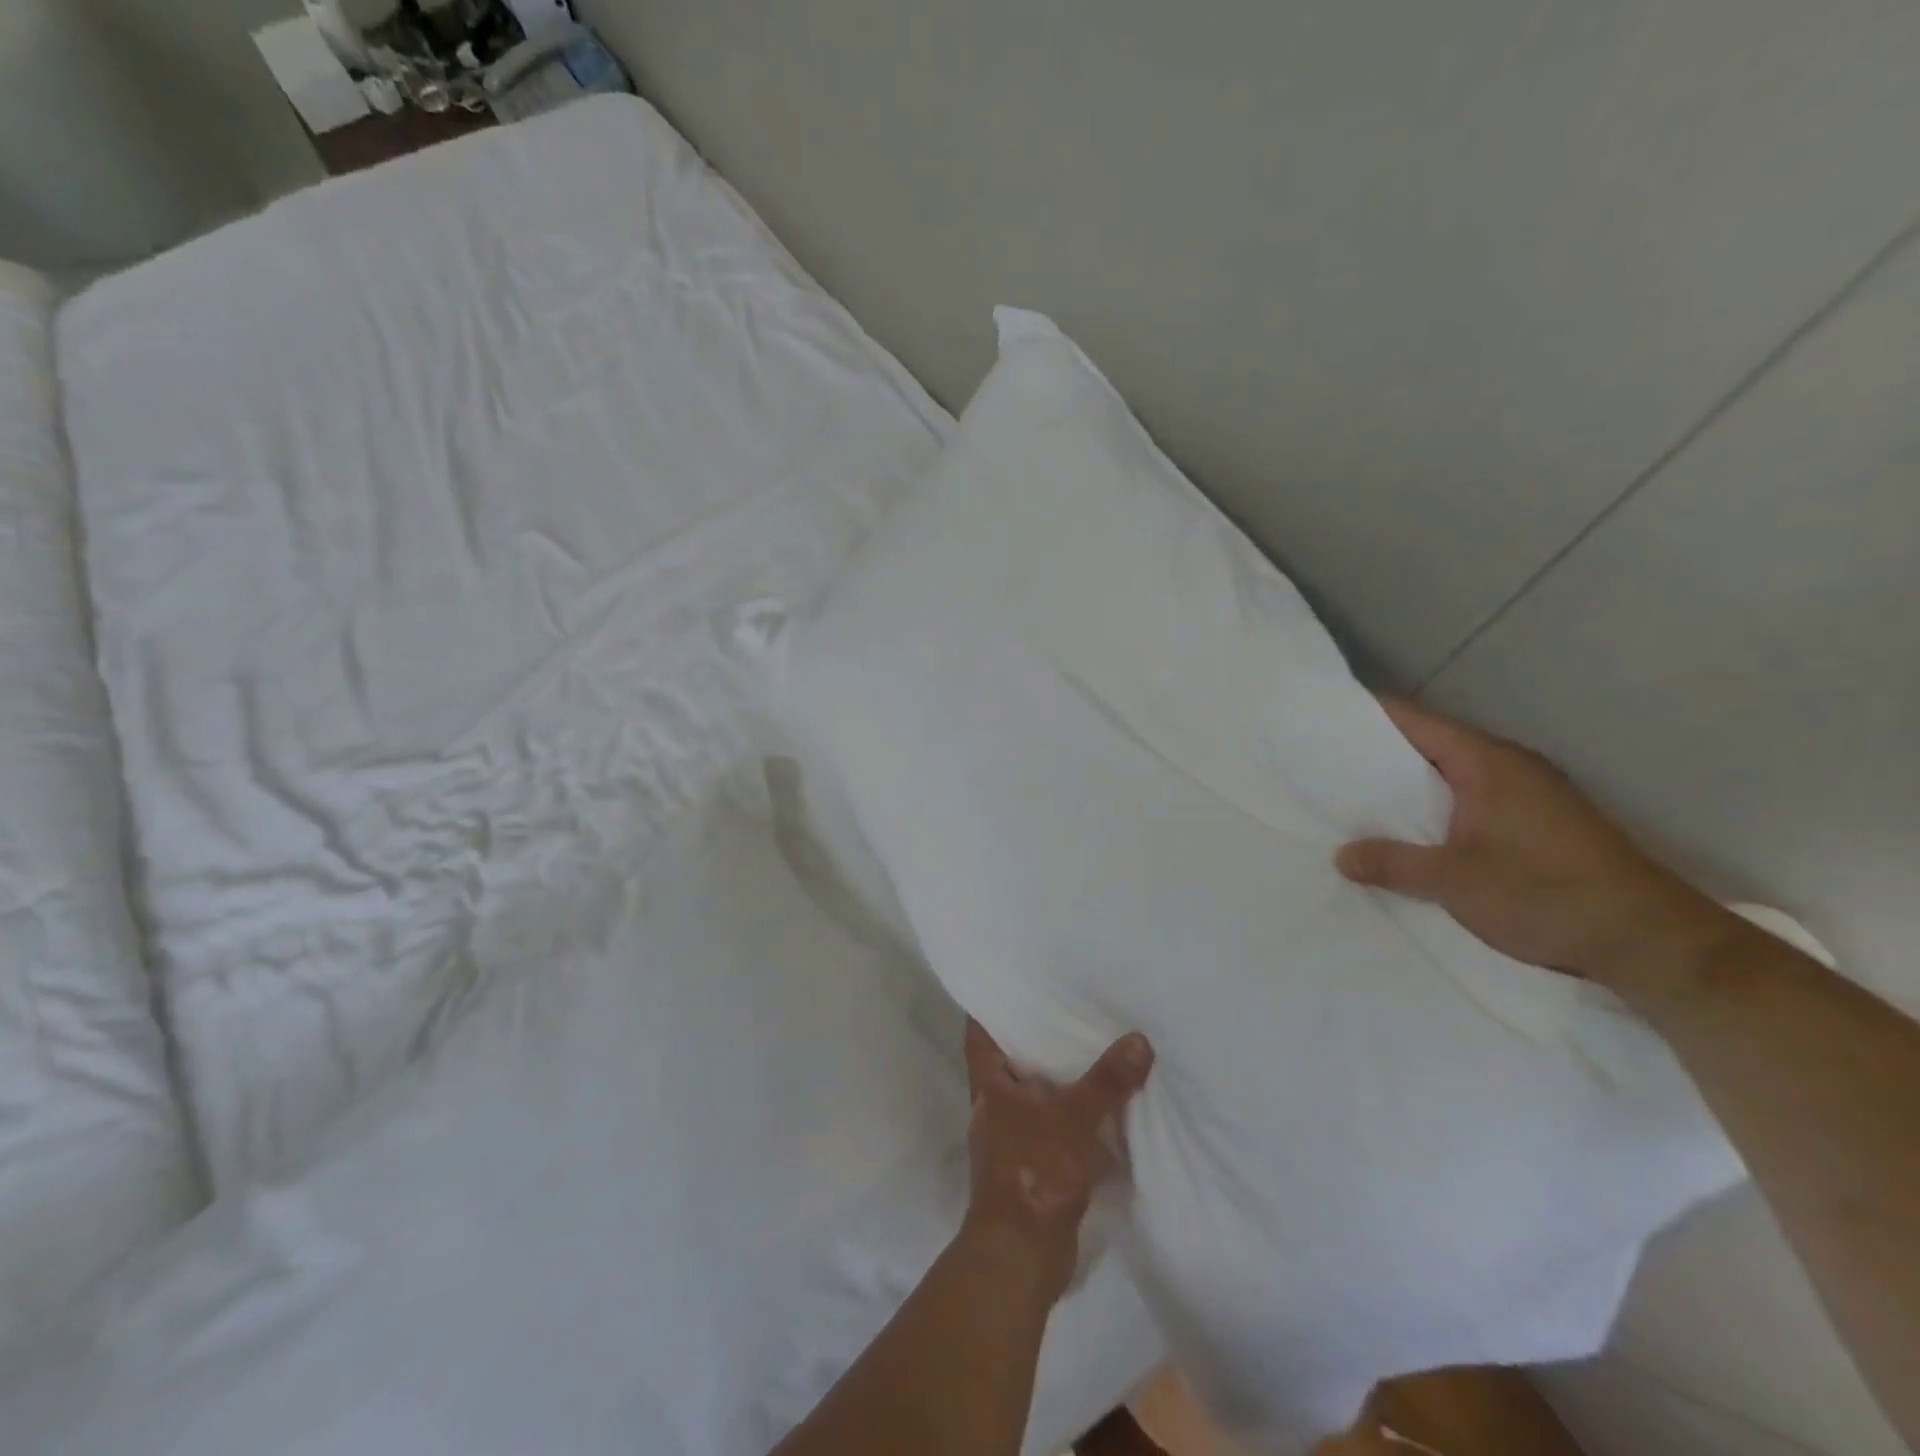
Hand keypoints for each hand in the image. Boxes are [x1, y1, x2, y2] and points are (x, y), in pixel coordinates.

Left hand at [961, 1019, 1153, 1301]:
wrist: (1022, 1255)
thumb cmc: (1034, 1170)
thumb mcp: (1075, 1118)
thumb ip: (1107, 1081)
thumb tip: (1138, 1039)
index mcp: (989, 1087)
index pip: (978, 1035)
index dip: (987, 1008)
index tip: (1006, 984)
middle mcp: (995, 1109)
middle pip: (1009, 1063)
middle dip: (1033, 1040)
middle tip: (1064, 1008)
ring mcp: (1012, 1142)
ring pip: (1035, 1099)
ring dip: (1058, 1082)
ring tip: (1089, 1050)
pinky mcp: (1034, 1170)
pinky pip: (1055, 1131)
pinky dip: (1074, 1120)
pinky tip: (1104, 1110)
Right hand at [1335, 697, 1739, 997]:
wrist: (1651, 942)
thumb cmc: (1546, 895)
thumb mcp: (1455, 881)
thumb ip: (1393, 863)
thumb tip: (1341, 855)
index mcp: (1487, 762)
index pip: (1415, 721)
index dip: (1368, 716)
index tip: (1323, 720)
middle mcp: (1510, 766)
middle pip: (1431, 745)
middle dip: (1380, 755)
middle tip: (1327, 767)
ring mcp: (1531, 794)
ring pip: (1452, 776)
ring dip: (1410, 787)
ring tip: (1358, 802)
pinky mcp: (1541, 823)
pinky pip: (1472, 800)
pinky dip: (1437, 809)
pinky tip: (1412, 834)